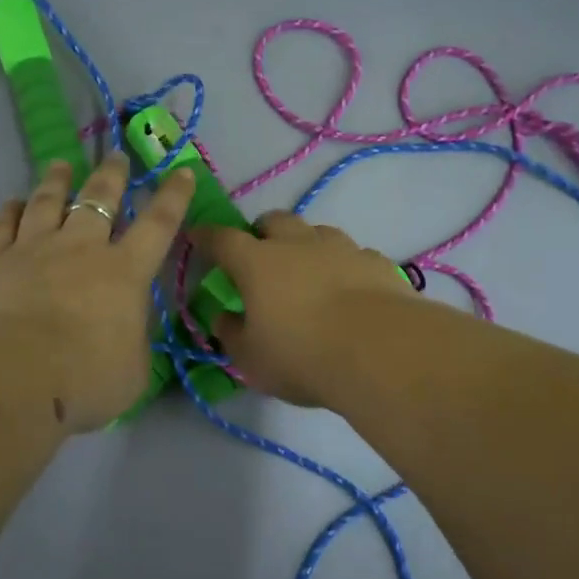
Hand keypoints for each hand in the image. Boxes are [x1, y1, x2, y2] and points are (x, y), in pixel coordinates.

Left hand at [0, 155, 194, 430]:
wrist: (15, 375)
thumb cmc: (86, 378)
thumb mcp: (134, 370)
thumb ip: (133, 342)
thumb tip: (125, 330)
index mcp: (124, 272)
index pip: (157, 225)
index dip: (173, 197)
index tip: (180, 171)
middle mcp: (79, 249)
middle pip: (98, 200)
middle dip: (111, 175)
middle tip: (116, 156)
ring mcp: (32, 249)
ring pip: (46, 203)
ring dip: (56, 181)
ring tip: (61, 165)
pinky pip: (0, 226)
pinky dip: (6, 212)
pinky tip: (11, 204)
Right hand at [191, 212, 412, 405]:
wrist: (381, 351)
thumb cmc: (302, 356)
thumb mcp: (251, 358)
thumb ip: (232, 333)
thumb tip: (225, 317)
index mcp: (257, 263)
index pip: (222, 239)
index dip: (207, 237)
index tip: (198, 236)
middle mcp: (297, 245)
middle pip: (274, 221)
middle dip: (261, 231)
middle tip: (259, 253)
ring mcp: (341, 249)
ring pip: (316, 231)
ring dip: (305, 243)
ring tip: (306, 268)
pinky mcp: (376, 263)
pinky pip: (353, 253)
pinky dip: (342, 264)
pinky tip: (347, 286)